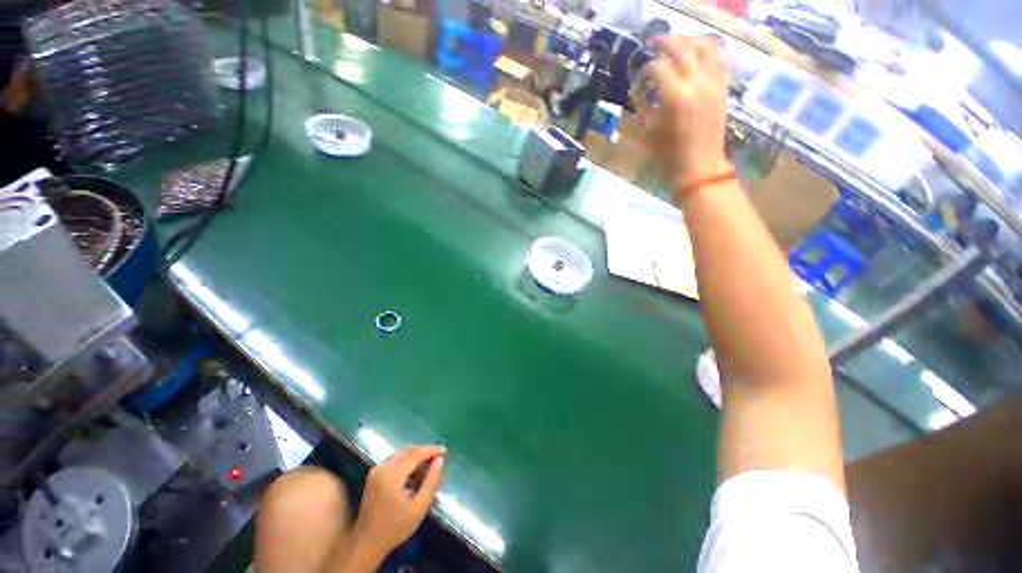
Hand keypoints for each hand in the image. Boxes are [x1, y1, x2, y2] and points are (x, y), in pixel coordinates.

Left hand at [352, 445, 445, 559]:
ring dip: (416, 457)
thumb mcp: (419, 507)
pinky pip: (395, 461)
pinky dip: (407, 462)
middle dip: (424, 452)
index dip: (431, 450)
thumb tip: (440, 460)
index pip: (415, 453)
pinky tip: (415, 474)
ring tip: (429, 468)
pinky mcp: (374, 475)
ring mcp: (376, 470)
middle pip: (408, 450)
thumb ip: (431, 481)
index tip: (445, 452)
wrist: (366, 543)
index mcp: (392, 474)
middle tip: (438, 460)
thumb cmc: (395, 528)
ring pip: (401, 454)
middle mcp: (382, 467)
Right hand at [631, 36, 731, 189]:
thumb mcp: (647, 132)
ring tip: (674, 46)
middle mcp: (697, 82)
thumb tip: (638, 88)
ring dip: (687, 41)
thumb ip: (641, 104)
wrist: (698, 168)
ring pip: (704, 46)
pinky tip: (693, 57)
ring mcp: (714, 83)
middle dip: (665, 43)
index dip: (644, 71)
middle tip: (652, 45)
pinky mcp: (723, 88)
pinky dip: (703, 52)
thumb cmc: (667, 156)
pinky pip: (717, 58)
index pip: (658, 67)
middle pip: (682, 47)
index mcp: (675, 96)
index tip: (638, 82)